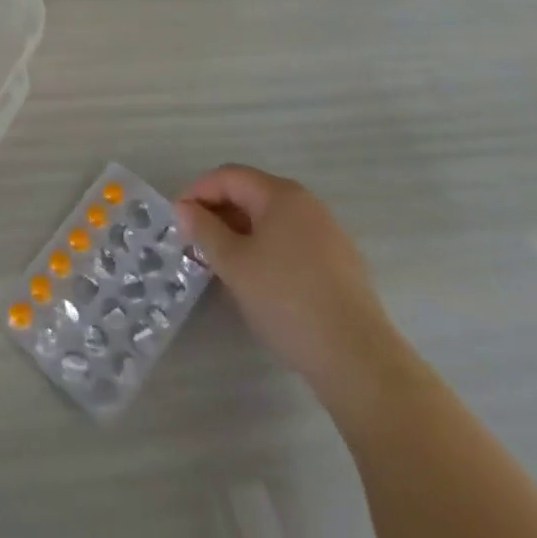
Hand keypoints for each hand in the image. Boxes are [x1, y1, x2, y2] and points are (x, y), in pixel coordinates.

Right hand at [177, 165, 416, 410]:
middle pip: (251, 194)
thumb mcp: (233, 263)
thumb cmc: (287, 300)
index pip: (228, 176)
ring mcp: (329, 234)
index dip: (197, 191)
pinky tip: (258, 279)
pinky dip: (266, 249)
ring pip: (271, 220)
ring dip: (240, 232)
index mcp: (281, 194)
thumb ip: (204, 230)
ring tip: (222, 261)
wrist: (360, 361)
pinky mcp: (341, 265)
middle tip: (195, 240)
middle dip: (218, 212)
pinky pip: (291, 241)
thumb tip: (184, 208)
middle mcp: (307, 204)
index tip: (176, 218)